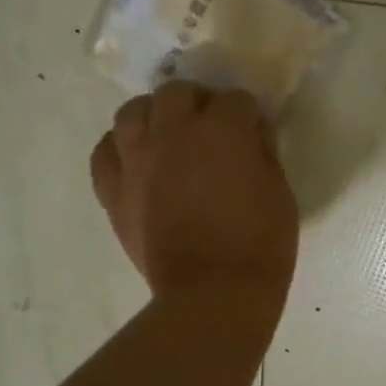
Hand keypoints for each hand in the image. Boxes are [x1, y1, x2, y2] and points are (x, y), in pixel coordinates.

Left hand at [90, 82, 298, 317]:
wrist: (214, 293)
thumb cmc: (260, 245)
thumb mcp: (280, 195)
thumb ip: (265, 155)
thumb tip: (253, 135)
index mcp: (222, 130)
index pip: (235, 100)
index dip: (247, 115)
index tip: (254, 134)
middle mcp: (173, 132)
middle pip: (178, 92)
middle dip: (198, 104)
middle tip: (210, 129)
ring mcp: (137, 159)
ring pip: (132, 112)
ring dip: (153, 116)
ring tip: (166, 136)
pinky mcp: (114, 190)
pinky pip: (105, 152)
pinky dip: (119, 150)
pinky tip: (135, 161)